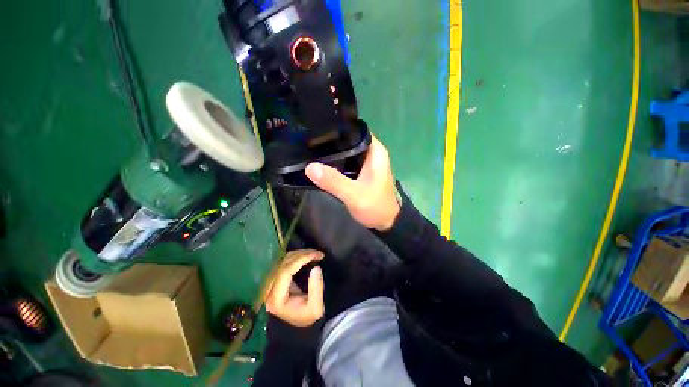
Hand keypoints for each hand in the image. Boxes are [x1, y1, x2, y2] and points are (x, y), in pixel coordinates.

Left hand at [265, 250, 324, 326]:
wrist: (297, 328)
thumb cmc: (306, 318)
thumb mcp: (316, 308)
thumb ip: (316, 288)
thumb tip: (316, 267)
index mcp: (276, 298)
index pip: (286, 271)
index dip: (301, 259)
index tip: (317, 255)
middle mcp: (269, 289)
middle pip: (284, 263)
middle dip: (302, 254)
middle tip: (319, 254)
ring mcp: (271, 283)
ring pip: (284, 260)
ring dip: (300, 254)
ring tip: (314, 254)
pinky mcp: (276, 280)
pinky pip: (285, 262)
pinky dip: (297, 257)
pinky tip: (307, 256)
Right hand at [305, 135, 399, 230]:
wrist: (386, 222)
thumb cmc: (375, 206)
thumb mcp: (354, 195)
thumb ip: (334, 181)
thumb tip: (309, 167)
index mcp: (375, 151)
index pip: (355, 129)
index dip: (337, 128)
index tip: (317, 129)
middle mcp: (372, 152)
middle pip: (349, 140)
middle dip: (331, 141)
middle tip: (309, 141)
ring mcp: (366, 163)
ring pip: (347, 151)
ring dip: (333, 153)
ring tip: (311, 150)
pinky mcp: (361, 171)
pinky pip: (347, 162)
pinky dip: (336, 163)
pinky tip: (322, 164)